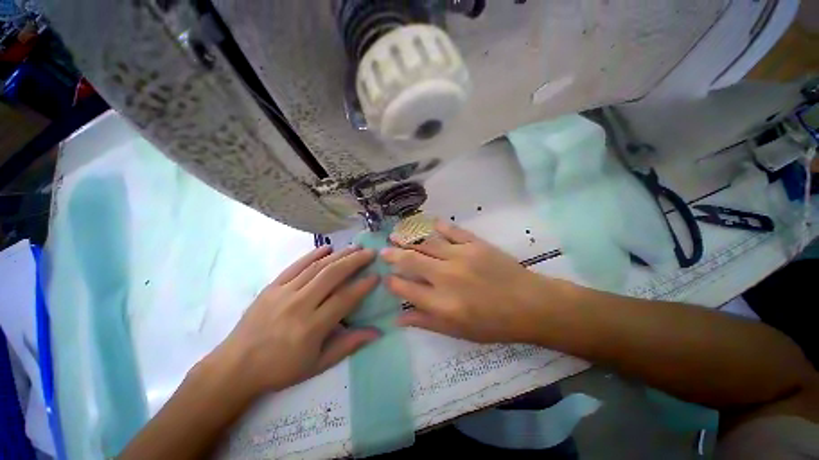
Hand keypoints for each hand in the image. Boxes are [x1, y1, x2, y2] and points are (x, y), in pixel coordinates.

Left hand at [209, 246, 379, 398]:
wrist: (235, 367)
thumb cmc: (281, 369)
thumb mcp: (318, 364)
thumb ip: (348, 345)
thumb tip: (377, 332)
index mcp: (311, 327)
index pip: (344, 298)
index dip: (363, 285)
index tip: (377, 275)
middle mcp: (299, 305)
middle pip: (332, 275)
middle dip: (355, 261)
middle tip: (371, 253)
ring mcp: (283, 292)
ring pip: (317, 267)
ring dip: (339, 255)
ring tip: (356, 247)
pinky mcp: (272, 286)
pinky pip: (296, 266)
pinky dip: (313, 254)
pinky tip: (327, 247)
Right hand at [383, 221, 556, 342]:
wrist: (529, 304)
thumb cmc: (493, 323)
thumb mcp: (458, 332)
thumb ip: (426, 322)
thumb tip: (398, 320)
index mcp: (441, 303)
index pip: (406, 289)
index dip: (393, 282)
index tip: (385, 278)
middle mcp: (446, 276)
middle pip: (412, 261)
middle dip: (393, 255)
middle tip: (383, 251)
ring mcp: (461, 256)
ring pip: (427, 243)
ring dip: (409, 238)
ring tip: (396, 234)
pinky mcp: (475, 244)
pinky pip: (452, 230)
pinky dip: (438, 226)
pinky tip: (428, 223)